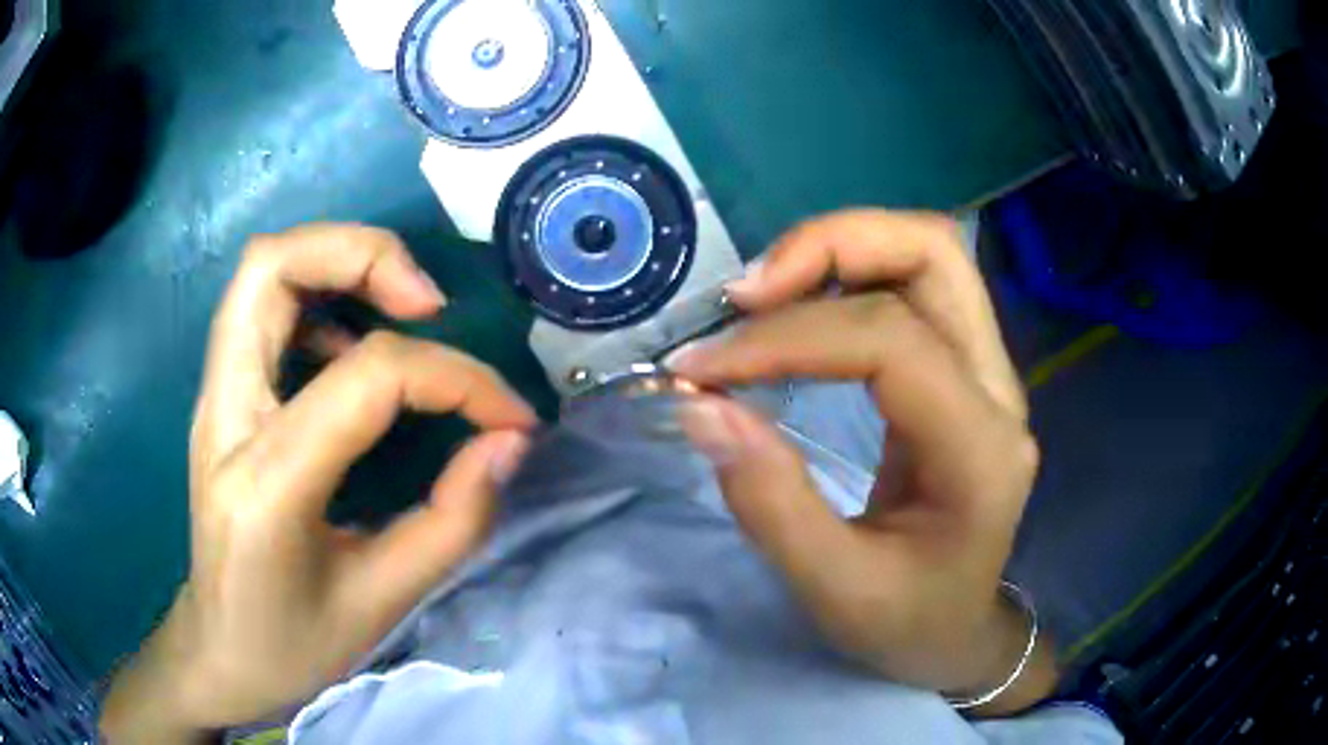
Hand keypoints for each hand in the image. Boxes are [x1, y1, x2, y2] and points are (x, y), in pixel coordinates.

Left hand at [101, 225, 535, 741]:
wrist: (219, 652)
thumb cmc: (293, 645)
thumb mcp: (384, 603)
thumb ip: (454, 520)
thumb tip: (508, 442)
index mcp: (267, 483)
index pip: (367, 376)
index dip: (456, 377)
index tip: (507, 414)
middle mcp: (226, 415)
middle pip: (272, 266)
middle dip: (363, 253)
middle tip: (428, 303)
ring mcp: (215, 398)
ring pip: (263, 271)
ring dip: (338, 263)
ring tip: (401, 309)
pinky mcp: (222, 397)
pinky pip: (264, 307)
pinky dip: (320, 298)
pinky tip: (355, 350)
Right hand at [670, 210, 1052, 714]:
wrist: (957, 631)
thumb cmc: (906, 622)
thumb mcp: (833, 589)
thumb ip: (770, 501)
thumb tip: (701, 407)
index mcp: (980, 451)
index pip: (891, 343)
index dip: (788, 338)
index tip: (702, 369)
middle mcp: (998, 389)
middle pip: (933, 254)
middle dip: (830, 246)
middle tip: (745, 294)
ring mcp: (988, 370)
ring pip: (926, 254)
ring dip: (837, 249)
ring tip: (761, 294)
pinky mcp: (962, 368)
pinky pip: (911, 285)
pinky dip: (845, 274)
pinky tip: (794, 310)